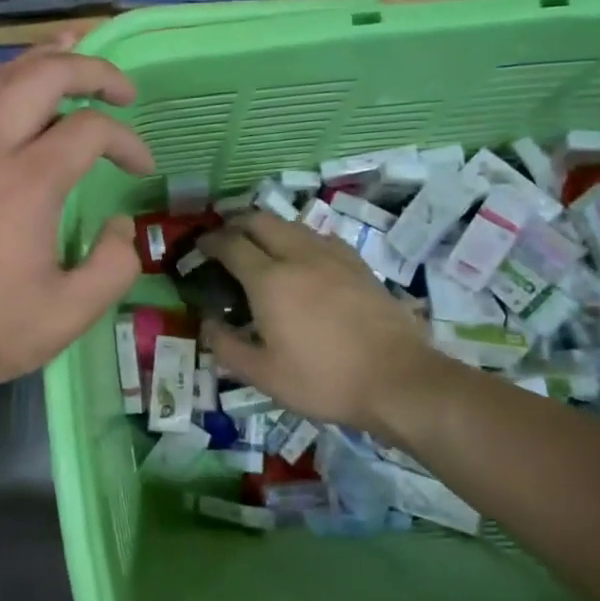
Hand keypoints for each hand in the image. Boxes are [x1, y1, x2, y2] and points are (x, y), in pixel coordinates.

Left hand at [0, 42, 153, 401]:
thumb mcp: (68, 316)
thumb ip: (114, 266)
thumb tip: (121, 224)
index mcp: (28, 182)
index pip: (92, 130)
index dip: (128, 141)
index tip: (141, 168)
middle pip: (45, 74)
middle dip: (92, 70)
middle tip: (119, 89)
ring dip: (39, 64)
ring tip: (67, 64)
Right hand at [200, 212, 451, 434]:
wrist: (398, 379)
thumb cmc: (324, 379)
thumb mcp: (263, 375)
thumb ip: (227, 346)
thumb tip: (208, 323)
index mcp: (269, 280)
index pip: (231, 244)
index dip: (210, 241)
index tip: (201, 246)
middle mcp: (298, 256)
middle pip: (261, 220)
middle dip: (237, 223)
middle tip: (227, 239)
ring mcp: (333, 256)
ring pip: (292, 224)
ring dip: (269, 228)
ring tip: (262, 247)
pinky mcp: (358, 264)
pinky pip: (320, 237)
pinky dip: (300, 239)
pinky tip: (304, 259)